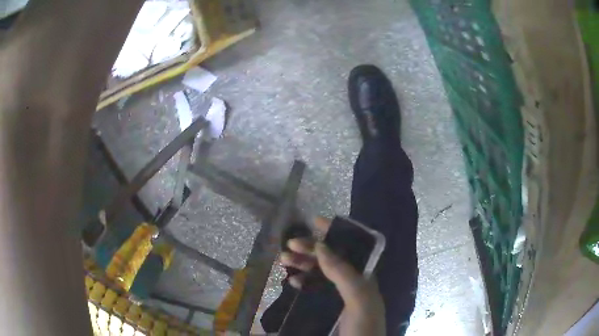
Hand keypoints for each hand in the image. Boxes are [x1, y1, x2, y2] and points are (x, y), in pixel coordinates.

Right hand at [280, 217, 385, 335]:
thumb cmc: (364, 326)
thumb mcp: (359, 299)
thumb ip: (344, 274)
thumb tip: (322, 246)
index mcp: (364, 276)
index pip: (348, 247)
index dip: (333, 232)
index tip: (313, 221)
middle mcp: (352, 282)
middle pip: (330, 259)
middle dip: (310, 249)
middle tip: (288, 246)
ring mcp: (340, 295)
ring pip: (320, 272)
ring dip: (303, 264)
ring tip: (284, 261)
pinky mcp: (328, 307)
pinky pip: (314, 288)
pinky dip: (304, 282)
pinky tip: (293, 282)